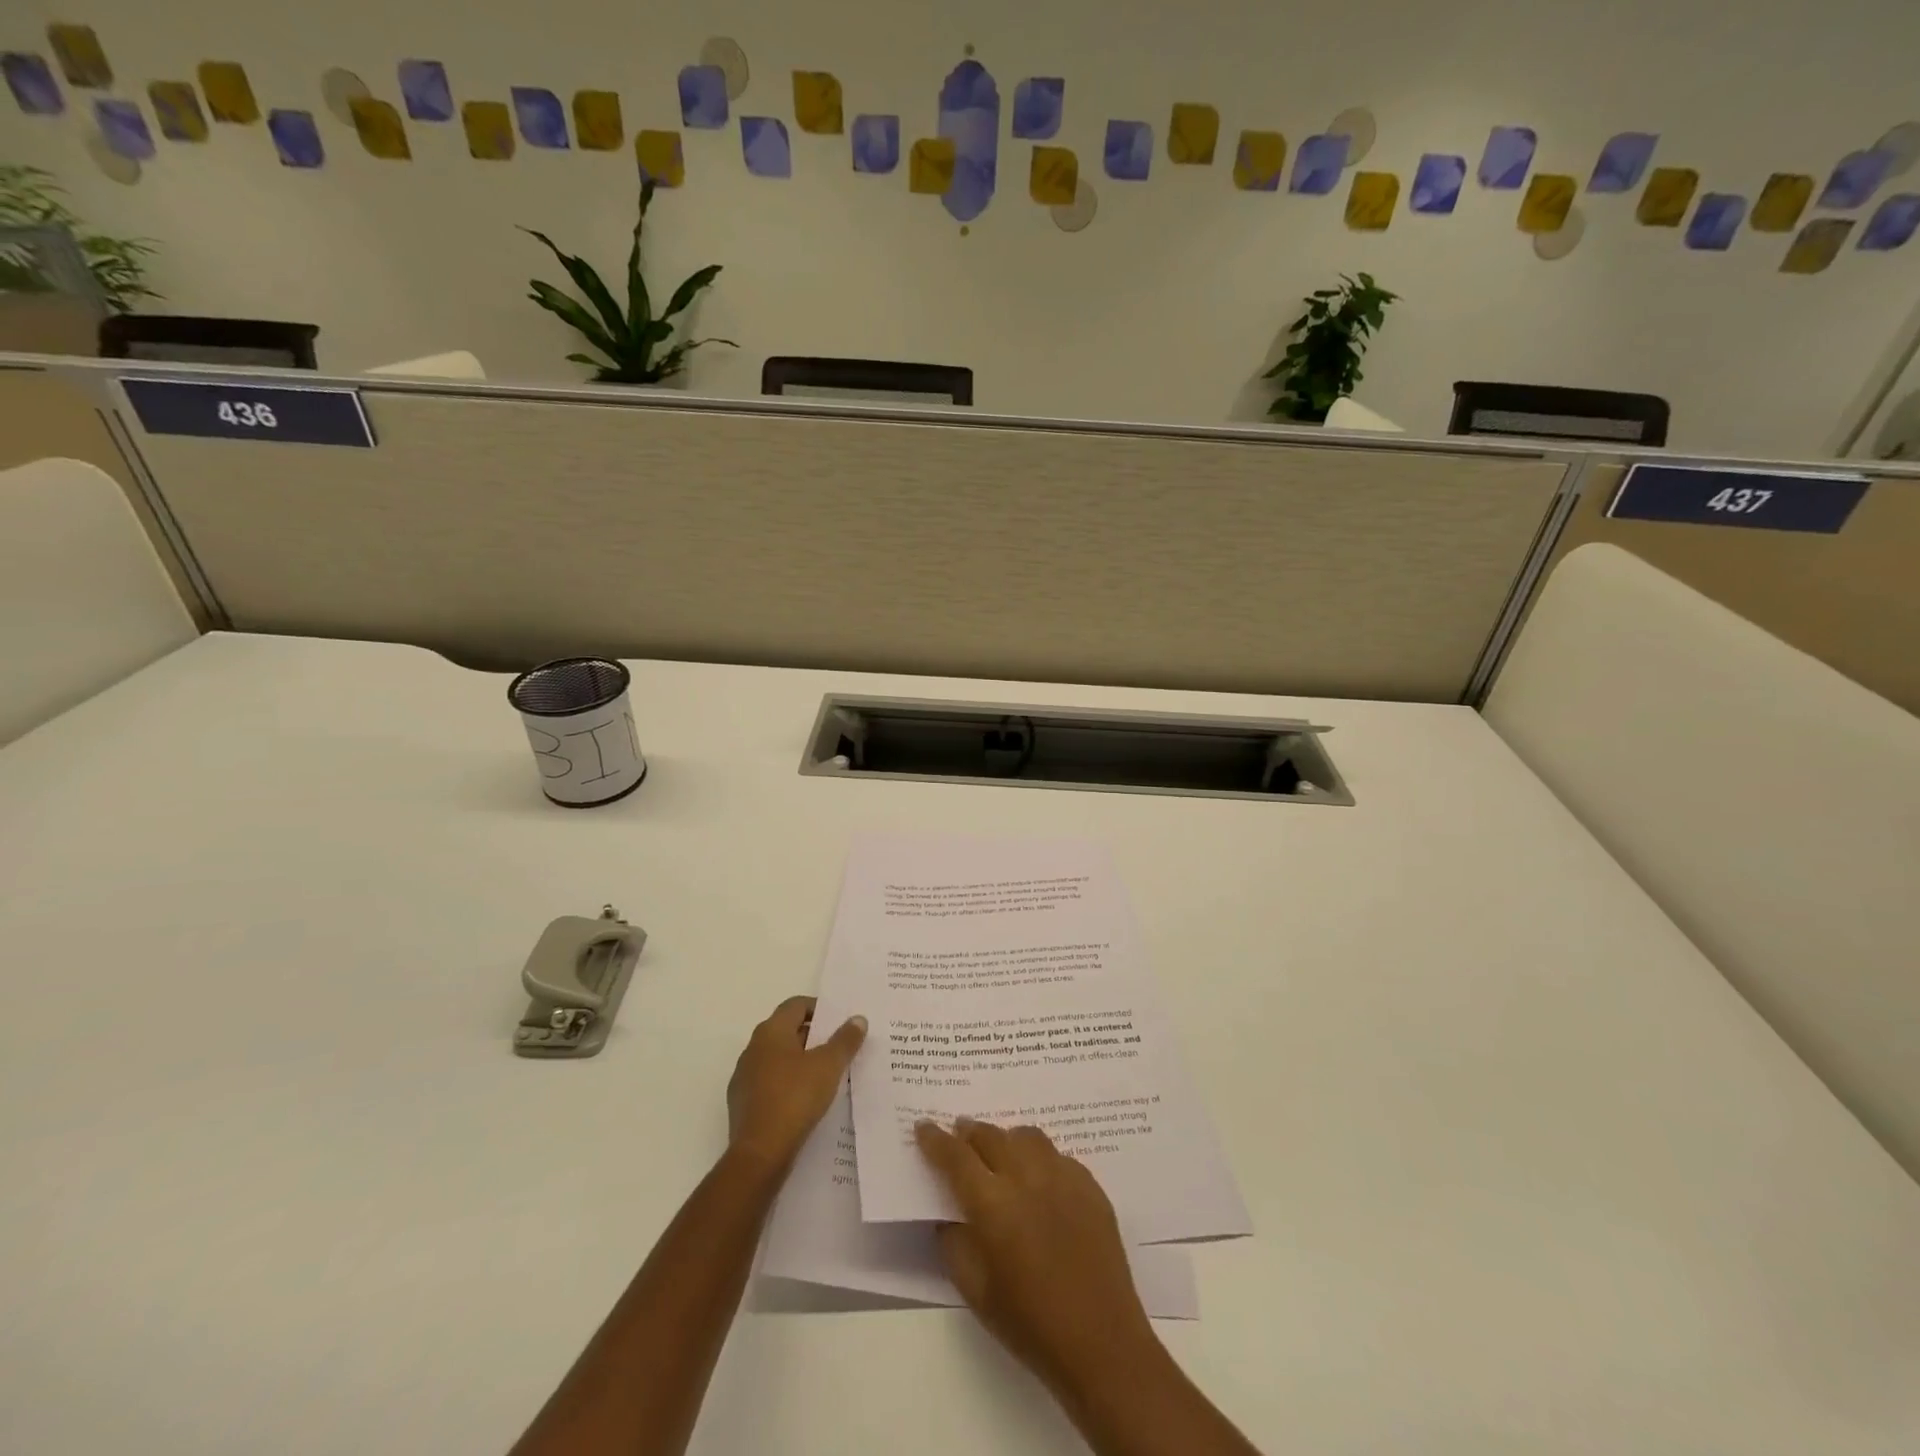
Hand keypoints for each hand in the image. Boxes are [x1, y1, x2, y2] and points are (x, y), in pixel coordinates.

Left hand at [726, 997, 865, 1169]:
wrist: (759, 1155)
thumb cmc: (795, 1099)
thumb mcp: (829, 1066)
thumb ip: (845, 1040)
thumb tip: (858, 1019)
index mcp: (771, 1032)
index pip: (796, 1005)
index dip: (819, 1009)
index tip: (840, 1023)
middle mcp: (753, 1048)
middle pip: (787, 1031)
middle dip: (814, 1036)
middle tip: (840, 1047)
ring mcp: (744, 1077)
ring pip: (778, 1059)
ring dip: (801, 1061)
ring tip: (827, 1075)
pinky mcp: (743, 1104)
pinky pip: (770, 1083)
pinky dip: (789, 1084)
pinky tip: (806, 1101)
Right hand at [915, 1119, 1163, 1403]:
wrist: (1101, 1343)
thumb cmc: (1030, 1325)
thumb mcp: (976, 1292)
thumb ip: (954, 1244)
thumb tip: (947, 1214)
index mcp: (994, 1205)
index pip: (956, 1158)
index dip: (936, 1140)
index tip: (923, 1126)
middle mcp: (1026, 1178)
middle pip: (991, 1136)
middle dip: (969, 1131)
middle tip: (959, 1133)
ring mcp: (1062, 1177)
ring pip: (1027, 1136)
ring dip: (1006, 1138)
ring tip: (1000, 1151)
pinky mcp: (1090, 1185)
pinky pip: (1057, 1156)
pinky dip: (1039, 1158)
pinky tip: (1039, 1179)